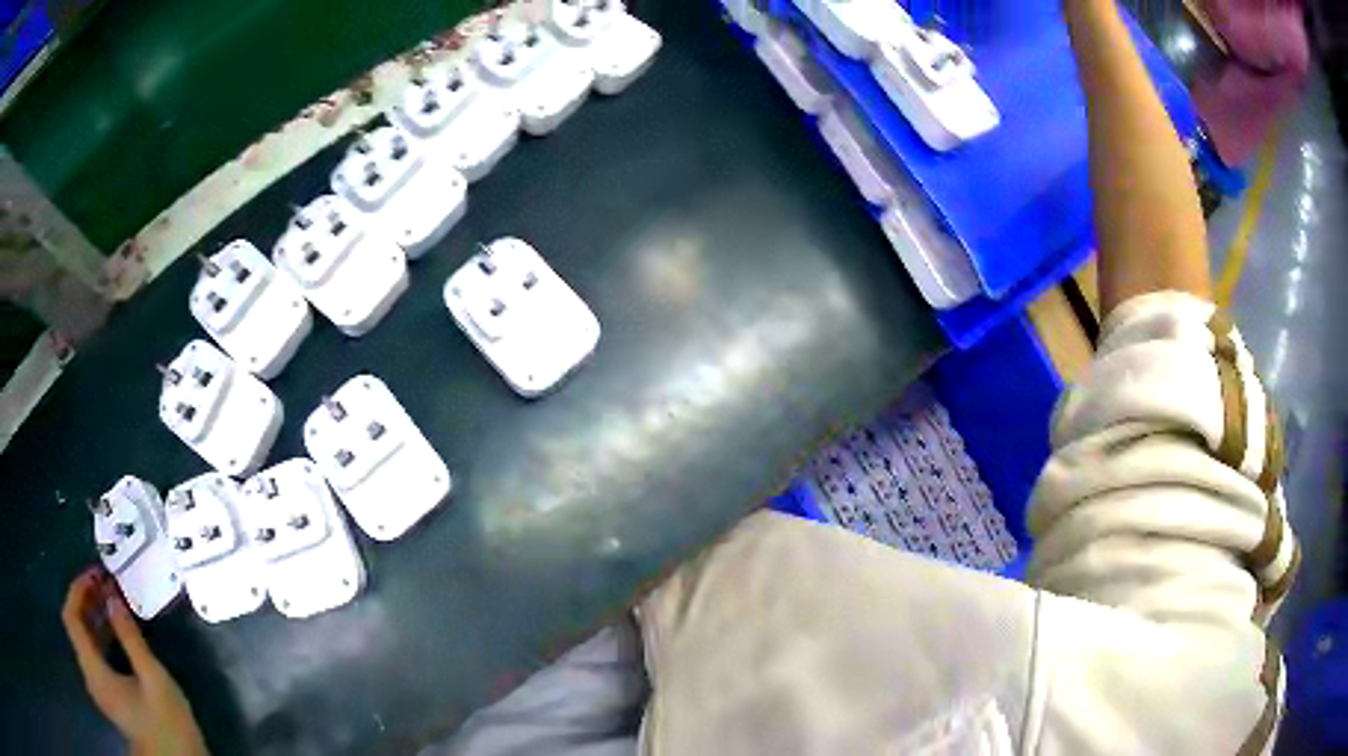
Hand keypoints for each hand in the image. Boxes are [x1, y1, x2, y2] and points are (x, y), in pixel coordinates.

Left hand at [61, 568, 208, 755]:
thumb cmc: (166, 725)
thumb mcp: (154, 680)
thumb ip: (130, 637)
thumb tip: (113, 597)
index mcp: (94, 670)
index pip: (71, 617)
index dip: (78, 590)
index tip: (96, 575)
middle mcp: (90, 676)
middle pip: (77, 628)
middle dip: (87, 601)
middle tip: (106, 584)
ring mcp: (99, 690)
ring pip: (86, 643)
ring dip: (95, 619)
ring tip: (113, 604)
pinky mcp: (109, 698)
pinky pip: (95, 657)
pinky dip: (101, 638)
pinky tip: (118, 634)